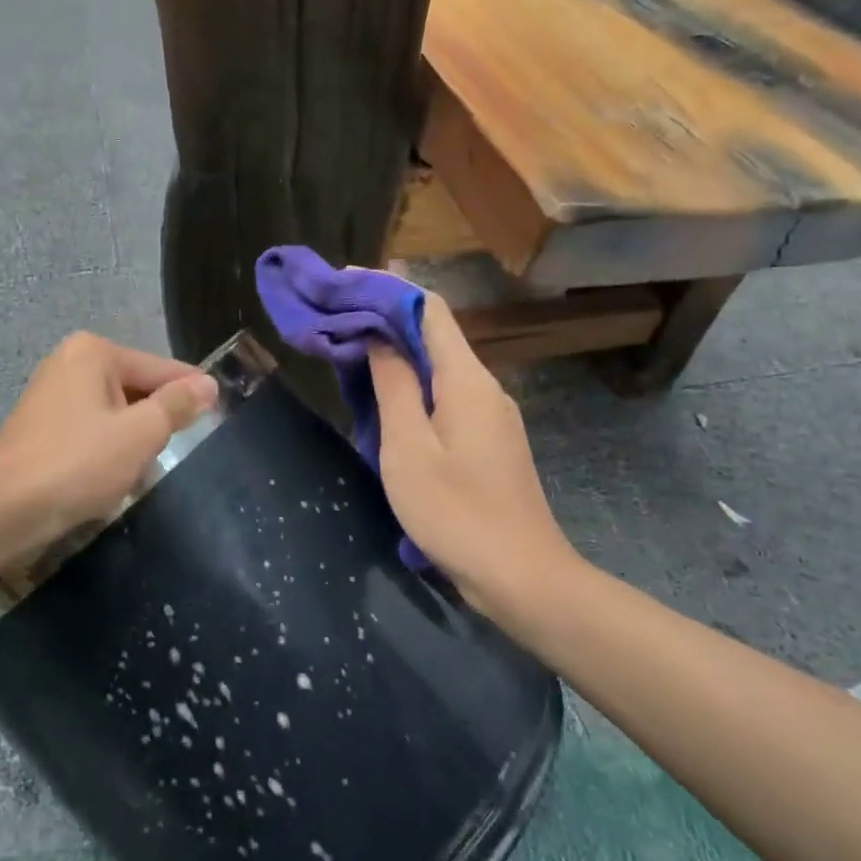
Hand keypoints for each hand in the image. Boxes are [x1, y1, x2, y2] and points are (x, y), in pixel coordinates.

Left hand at [0, 332, 218, 559]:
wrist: (4, 511)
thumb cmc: (79, 464)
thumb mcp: (140, 433)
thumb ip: (176, 405)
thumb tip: (208, 385)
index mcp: (94, 352)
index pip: (159, 368)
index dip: (191, 391)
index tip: (220, 409)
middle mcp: (70, 361)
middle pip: (136, 387)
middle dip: (155, 420)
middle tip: (174, 450)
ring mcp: (50, 393)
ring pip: (114, 411)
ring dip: (132, 438)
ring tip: (142, 469)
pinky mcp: (40, 425)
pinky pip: (91, 428)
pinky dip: (106, 447)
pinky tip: (111, 475)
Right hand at [368, 291, 579, 617]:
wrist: (523, 578)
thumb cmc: (457, 513)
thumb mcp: (408, 448)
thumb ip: (394, 386)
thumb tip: (379, 338)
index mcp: (466, 379)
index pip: (430, 309)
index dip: (388, 288)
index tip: (345, 282)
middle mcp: (484, 386)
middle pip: (434, 335)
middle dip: (386, 320)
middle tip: (337, 320)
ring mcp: (491, 415)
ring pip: (439, 367)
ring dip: (397, 355)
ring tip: (351, 355)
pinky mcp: (489, 441)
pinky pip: (446, 396)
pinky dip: (412, 386)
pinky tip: (385, 402)